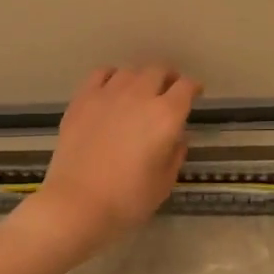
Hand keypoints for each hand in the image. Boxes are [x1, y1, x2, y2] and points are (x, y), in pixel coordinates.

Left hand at [15, 65, 201, 257]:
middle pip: (159, 70)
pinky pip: (101, 74)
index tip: (195, 94)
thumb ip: (175, 153)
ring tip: (140, 90)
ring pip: (130, 70)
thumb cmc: (128, 199)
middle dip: (169, 77)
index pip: (186, 87)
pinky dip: (112, 76)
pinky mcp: (82, 99)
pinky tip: (112, 88)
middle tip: (169, 89)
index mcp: (166, 116)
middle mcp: (140, 96)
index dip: (194, 88)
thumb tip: (177, 137)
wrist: (77, 203)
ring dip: (141, 77)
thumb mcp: (164, 182)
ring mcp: (108, 94)